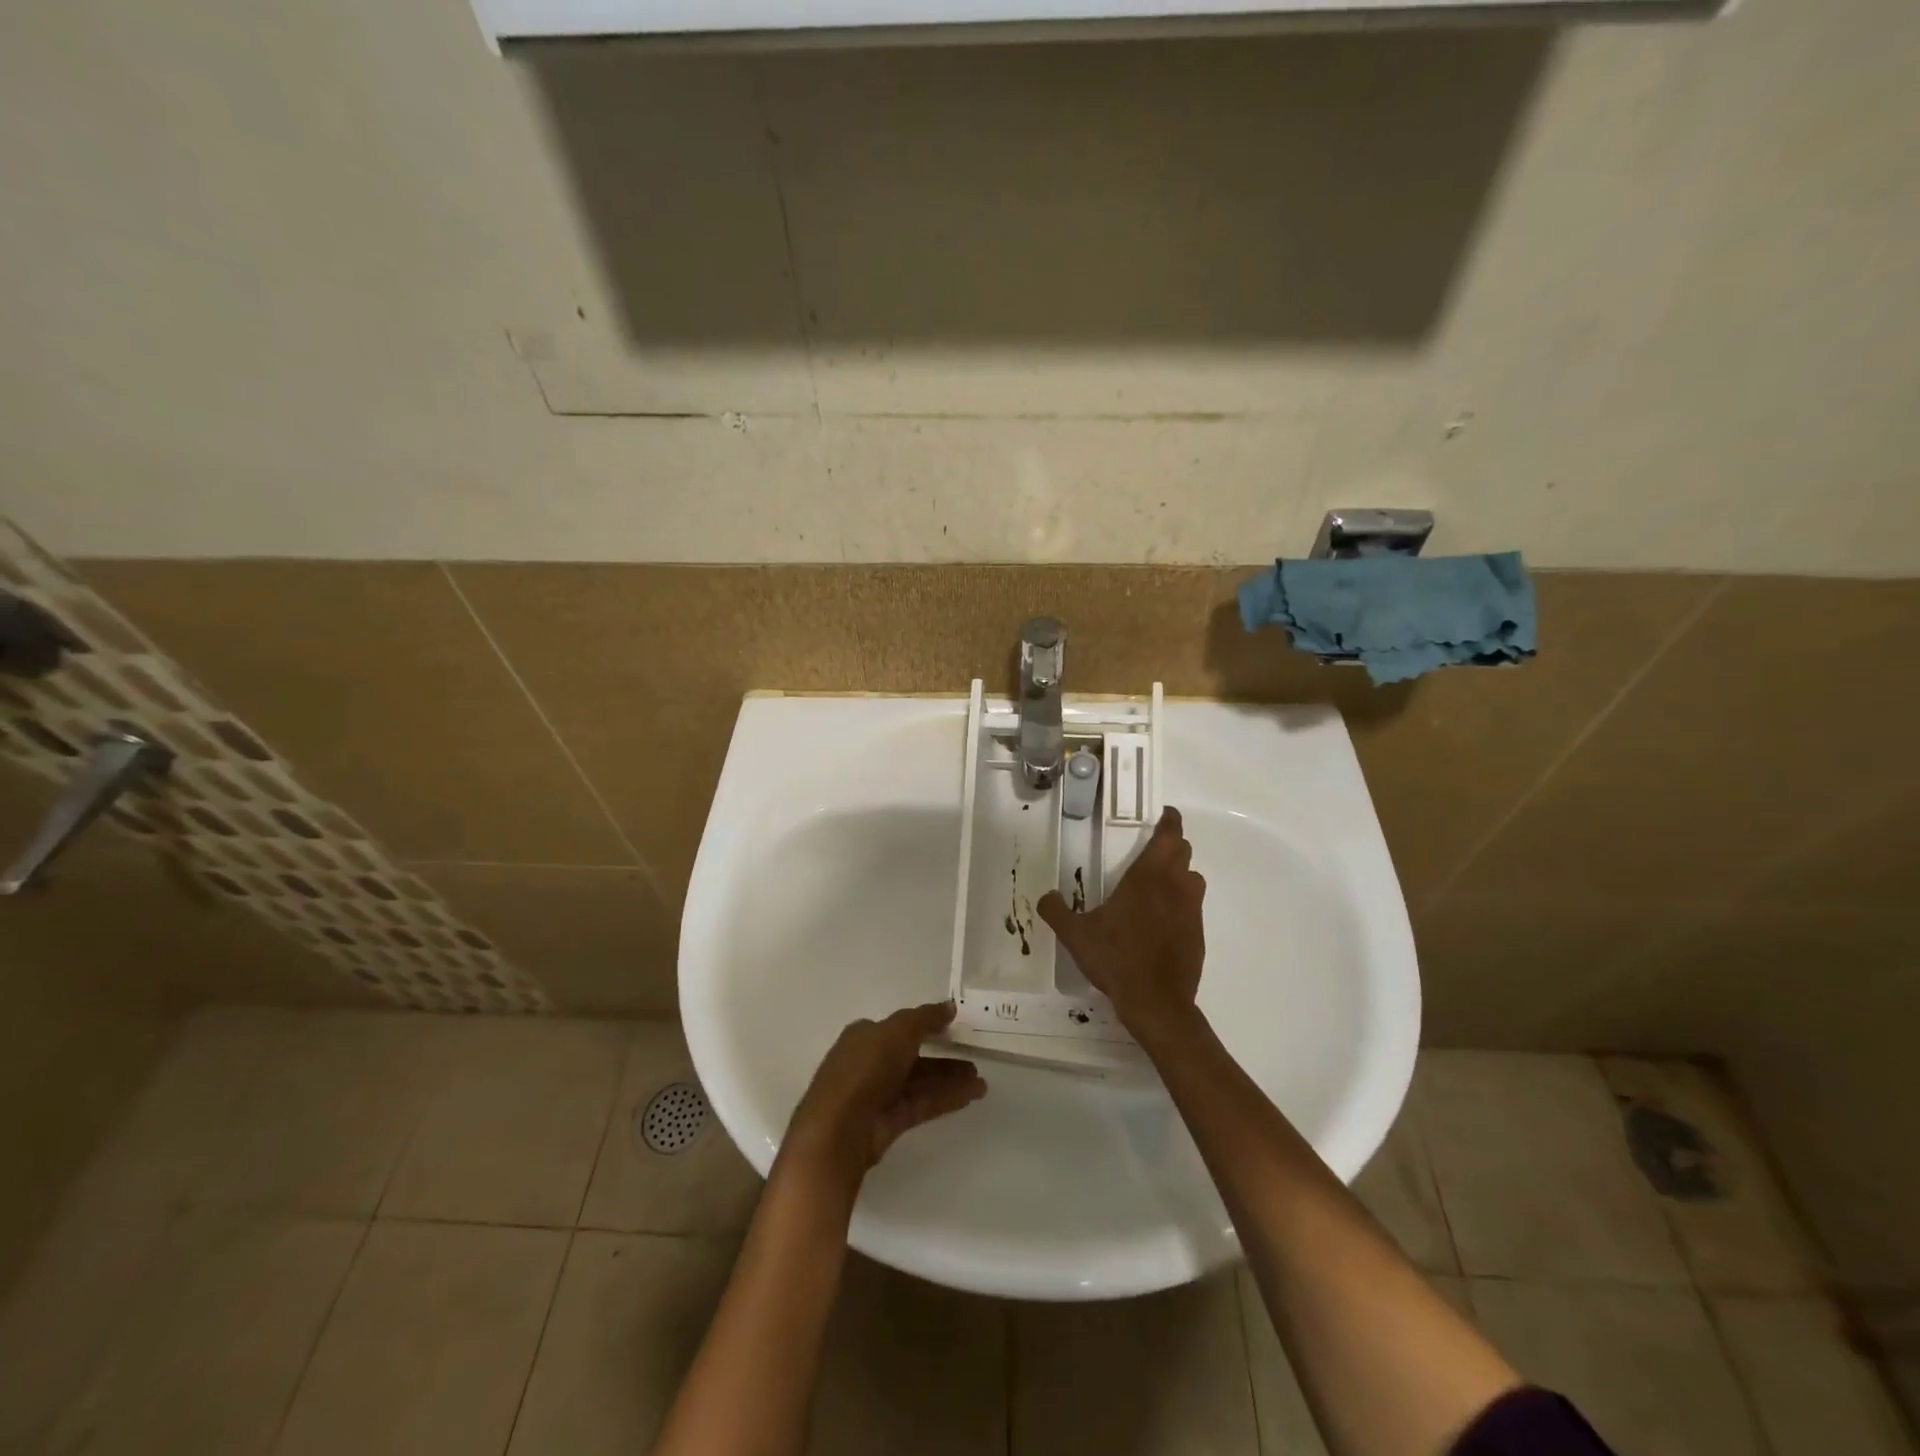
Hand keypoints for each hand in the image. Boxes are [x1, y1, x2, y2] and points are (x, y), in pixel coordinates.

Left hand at [781, 1001, 986, 1192]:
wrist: (840, 1128)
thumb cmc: (866, 1068)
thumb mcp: (898, 1031)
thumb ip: (926, 1017)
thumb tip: (949, 1006)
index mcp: (865, 1036)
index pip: (899, 1027)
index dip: (926, 1026)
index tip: (953, 1027)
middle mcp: (870, 1062)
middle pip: (913, 1056)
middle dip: (943, 1058)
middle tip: (974, 1060)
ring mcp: (879, 1094)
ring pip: (920, 1082)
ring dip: (950, 1080)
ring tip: (981, 1083)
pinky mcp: (889, 1121)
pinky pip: (922, 1104)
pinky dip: (945, 1099)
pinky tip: (970, 1096)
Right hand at [1038, 806, 1205, 1037]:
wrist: (1156, 1002)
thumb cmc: (1116, 959)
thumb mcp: (1076, 935)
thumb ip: (1056, 911)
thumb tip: (1045, 896)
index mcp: (1147, 877)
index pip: (1168, 836)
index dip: (1170, 821)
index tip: (1166, 814)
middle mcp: (1175, 887)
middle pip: (1183, 853)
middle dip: (1171, 845)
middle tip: (1153, 848)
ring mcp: (1191, 911)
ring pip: (1193, 879)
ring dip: (1181, 873)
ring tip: (1159, 883)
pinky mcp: (1198, 934)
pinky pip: (1193, 907)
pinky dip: (1181, 904)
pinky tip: (1162, 921)